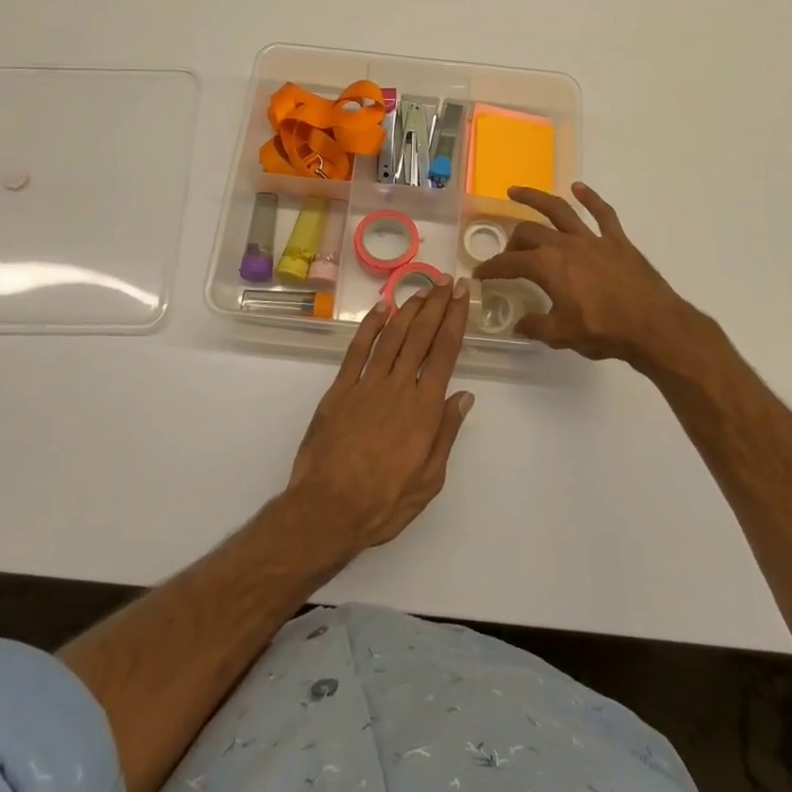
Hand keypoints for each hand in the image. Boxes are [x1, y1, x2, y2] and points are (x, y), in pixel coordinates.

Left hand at [286, 280, 474, 555]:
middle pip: (421, 336)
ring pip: (392, 336)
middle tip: (447, 281)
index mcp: (424, 408)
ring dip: (409, 309)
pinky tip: (381, 309)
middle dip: (436, 305)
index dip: (455, 320)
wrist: (328, 509)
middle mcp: (399, 387)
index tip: (462, 296)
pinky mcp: (340, 389)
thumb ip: (446, 433)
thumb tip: (464, 396)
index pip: (445, 352)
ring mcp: (366, 384)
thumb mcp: (430, 479)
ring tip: (422, 289)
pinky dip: (370, 326)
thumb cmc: (385, 502)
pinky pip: (357, 349)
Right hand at [473, 182, 705, 370]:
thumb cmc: (604, 331)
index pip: (509, 264)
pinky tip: (578, 187)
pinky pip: (602, 213)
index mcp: (548, 267)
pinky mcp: (617, 240)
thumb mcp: (562, 335)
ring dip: (535, 197)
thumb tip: (519, 323)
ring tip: (516, 191)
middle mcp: (565, 244)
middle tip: (509, 254)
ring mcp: (592, 238)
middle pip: (529, 233)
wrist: (653, 326)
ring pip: (559, 209)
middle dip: (513, 241)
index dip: (491, 269)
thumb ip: (536, 326)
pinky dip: (590, 197)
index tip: (480, 274)